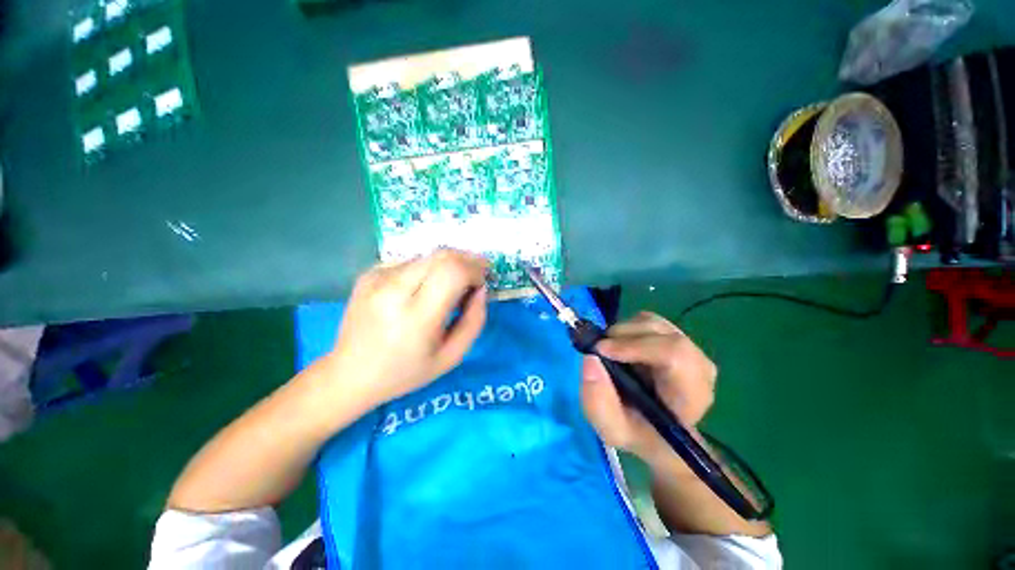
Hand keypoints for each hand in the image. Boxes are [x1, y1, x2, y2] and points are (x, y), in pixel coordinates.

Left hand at [324, 249, 488, 406]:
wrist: (349, 374)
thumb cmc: (406, 372)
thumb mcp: (451, 356)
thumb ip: (474, 320)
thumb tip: (481, 288)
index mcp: (416, 317)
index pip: (453, 271)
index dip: (475, 269)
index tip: (483, 279)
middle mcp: (394, 290)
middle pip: (442, 255)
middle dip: (466, 260)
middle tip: (475, 274)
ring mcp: (377, 278)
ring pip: (427, 256)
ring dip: (446, 266)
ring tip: (448, 287)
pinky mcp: (368, 273)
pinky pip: (410, 262)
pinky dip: (426, 270)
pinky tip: (421, 289)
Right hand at [581, 312, 715, 463]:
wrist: (656, 430)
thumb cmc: (637, 432)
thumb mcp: (611, 429)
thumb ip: (597, 401)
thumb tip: (590, 358)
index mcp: (691, 395)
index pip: (675, 354)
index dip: (635, 345)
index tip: (601, 350)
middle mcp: (699, 367)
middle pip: (663, 333)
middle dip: (624, 335)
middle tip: (600, 349)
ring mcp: (690, 349)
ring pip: (654, 323)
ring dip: (624, 331)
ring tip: (610, 351)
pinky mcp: (677, 338)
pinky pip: (650, 321)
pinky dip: (628, 328)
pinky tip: (622, 347)